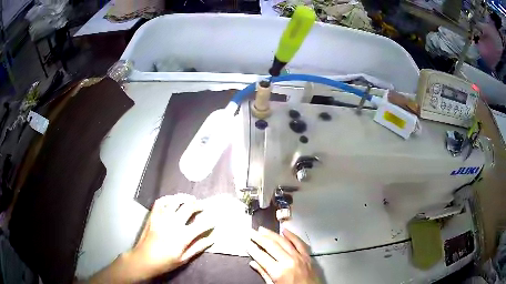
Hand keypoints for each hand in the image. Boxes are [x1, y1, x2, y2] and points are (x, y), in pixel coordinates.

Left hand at [128, 194, 214, 279]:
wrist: (144, 260)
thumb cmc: (165, 262)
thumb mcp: (184, 259)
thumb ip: (198, 247)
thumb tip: (212, 239)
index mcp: (183, 236)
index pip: (201, 225)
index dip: (210, 222)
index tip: (214, 220)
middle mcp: (173, 223)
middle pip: (189, 208)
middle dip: (199, 205)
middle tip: (203, 206)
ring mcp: (162, 218)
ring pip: (175, 201)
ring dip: (184, 198)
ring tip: (190, 199)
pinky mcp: (153, 216)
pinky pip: (160, 202)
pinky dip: (167, 199)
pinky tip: (172, 199)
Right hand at [247, 227, 318, 283]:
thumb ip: (264, 274)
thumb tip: (253, 263)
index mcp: (278, 271)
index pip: (261, 256)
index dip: (252, 249)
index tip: (246, 242)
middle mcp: (289, 261)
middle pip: (271, 246)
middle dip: (259, 238)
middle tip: (251, 232)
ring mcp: (299, 257)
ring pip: (283, 241)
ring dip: (272, 234)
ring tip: (262, 229)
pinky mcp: (307, 257)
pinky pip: (299, 243)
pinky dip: (292, 235)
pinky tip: (284, 230)